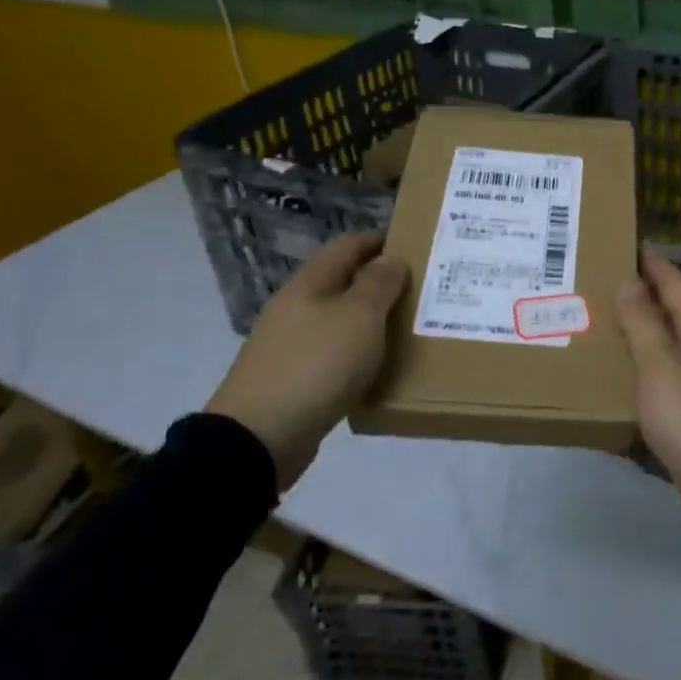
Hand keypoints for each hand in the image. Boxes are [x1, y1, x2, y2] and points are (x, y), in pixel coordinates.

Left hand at [207, 232, 408, 487]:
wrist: (260, 438)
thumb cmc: (315, 365)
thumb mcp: (358, 317)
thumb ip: (378, 284)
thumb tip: (391, 259)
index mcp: (310, 284)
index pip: (347, 246)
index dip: (379, 241)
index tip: (414, 245)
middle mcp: (297, 308)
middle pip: (342, 282)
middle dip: (379, 282)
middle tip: (421, 291)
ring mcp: (291, 345)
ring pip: (339, 320)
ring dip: (370, 320)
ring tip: (408, 328)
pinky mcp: (293, 380)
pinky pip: (333, 355)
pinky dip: (358, 354)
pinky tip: (378, 368)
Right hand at [617, 249, 680, 534]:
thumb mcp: (662, 367)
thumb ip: (644, 325)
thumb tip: (630, 280)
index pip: (678, 289)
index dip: (657, 266)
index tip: (633, 245)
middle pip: (675, 319)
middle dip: (645, 300)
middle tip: (606, 285)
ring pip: (668, 353)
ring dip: (641, 339)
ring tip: (603, 330)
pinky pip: (663, 388)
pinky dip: (641, 379)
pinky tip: (618, 386)